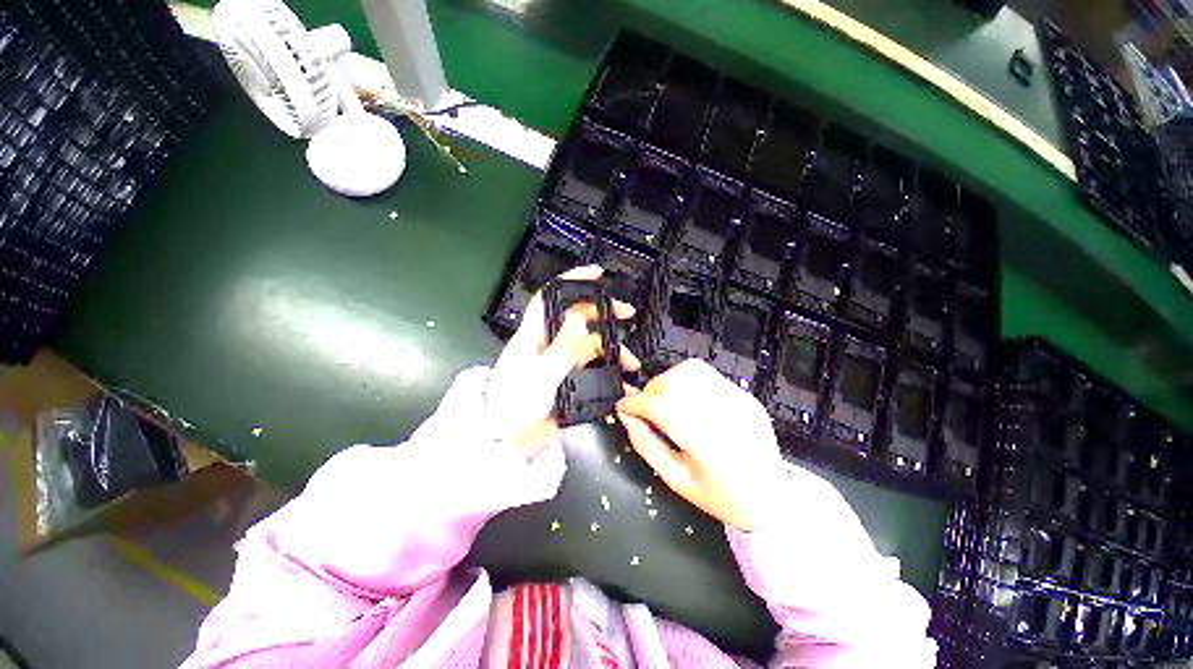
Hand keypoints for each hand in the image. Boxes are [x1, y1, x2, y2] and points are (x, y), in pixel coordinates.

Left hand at [488, 265, 639, 459]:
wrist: (506, 443)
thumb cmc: (514, 406)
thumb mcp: (540, 376)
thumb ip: (562, 347)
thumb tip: (578, 317)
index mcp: (534, 335)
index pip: (551, 298)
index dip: (572, 281)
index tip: (598, 275)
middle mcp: (548, 344)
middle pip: (578, 319)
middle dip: (603, 313)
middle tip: (627, 314)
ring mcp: (560, 363)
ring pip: (590, 346)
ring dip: (612, 350)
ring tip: (630, 362)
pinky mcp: (568, 382)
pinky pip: (592, 370)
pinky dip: (608, 373)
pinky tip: (622, 381)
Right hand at [615, 359, 785, 531]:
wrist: (771, 499)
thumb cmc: (719, 497)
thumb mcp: (675, 479)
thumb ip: (645, 444)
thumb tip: (626, 416)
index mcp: (704, 443)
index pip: (659, 407)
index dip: (634, 403)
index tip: (622, 406)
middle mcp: (722, 414)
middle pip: (674, 382)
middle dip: (651, 391)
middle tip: (646, 408)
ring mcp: (738, 401)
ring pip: (691, 371)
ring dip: (669, 380)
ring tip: (666, 400)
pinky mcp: (746, 396)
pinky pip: (709, 375)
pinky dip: (689, 380)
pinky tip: (687, 397)